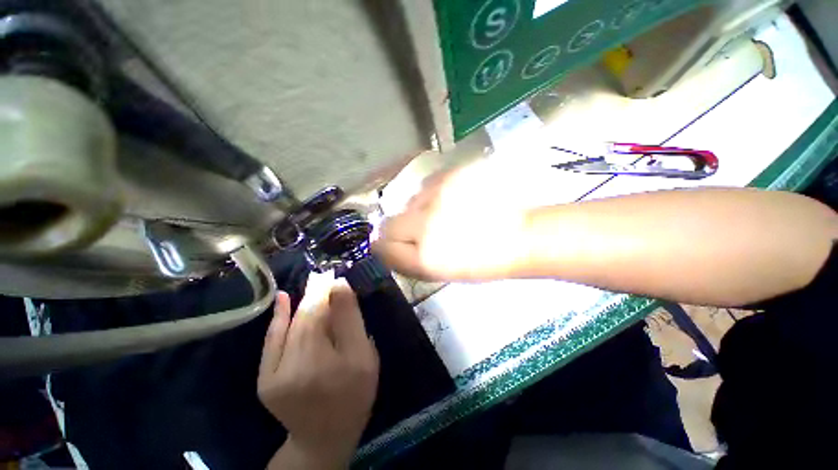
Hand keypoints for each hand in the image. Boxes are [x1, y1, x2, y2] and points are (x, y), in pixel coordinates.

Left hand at [259, 274, 378, 468]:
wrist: (324, 435)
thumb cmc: (355, 393)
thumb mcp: (366, 357)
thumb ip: (353, 323)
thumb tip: (341, 288)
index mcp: (335, 366)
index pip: (333, 318)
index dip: (333, 294)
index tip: (337, 276)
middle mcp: (301, 370)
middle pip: (311, 320)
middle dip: (318, 295)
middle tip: (326, 275)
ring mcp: (277, 377)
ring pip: (293, 327)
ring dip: (303, 303)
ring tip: (314, 283)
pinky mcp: (265, 381)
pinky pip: (271, 342)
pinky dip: (278, 319)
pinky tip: (283, 298)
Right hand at [374, 163, 530, 281]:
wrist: (519, 235)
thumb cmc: (481, 261)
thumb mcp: (440, 272)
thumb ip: (407, 260)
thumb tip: (383, 246)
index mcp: (425, 257)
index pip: (383, 247)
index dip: (386, 247)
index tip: (395, 245)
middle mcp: (426, 224)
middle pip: (389, 223)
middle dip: (399, 230)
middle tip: (421, 231)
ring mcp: (438, 196)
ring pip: (408, 202)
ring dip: (419, 210)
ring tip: (444, 214)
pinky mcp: (451, 175)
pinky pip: (426, 185)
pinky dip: (433, 195)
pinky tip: (452, 200)